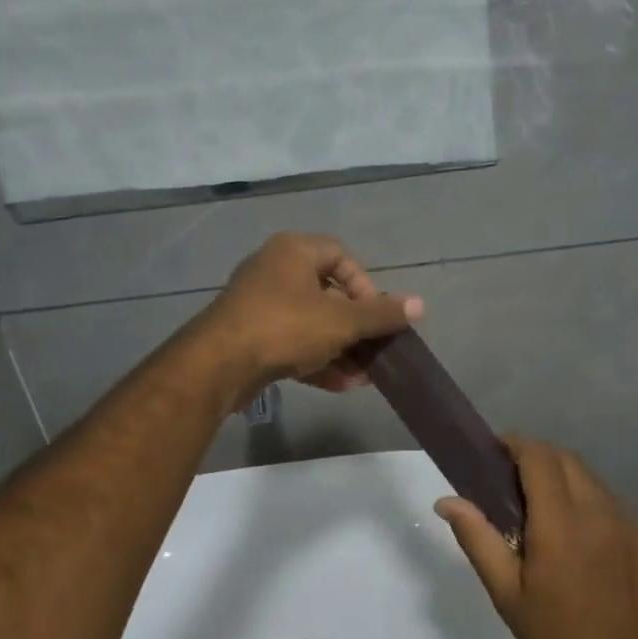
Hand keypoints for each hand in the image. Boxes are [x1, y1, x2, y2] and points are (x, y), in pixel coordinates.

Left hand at [196, 233, 421, 398]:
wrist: (217, 365)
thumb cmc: (284, 327)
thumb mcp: (341, 320)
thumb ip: (381, 314)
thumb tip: (420, 305)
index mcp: (293, 252)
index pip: (341, 256)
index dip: (365, 285)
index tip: (376, 315)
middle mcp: (274, 271)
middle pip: (328, 294)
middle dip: (356, 327)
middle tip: (375, 349)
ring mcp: (259, 306)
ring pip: (311, 324)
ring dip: (340, 349)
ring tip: (364, 376)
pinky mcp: (250, 337)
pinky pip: (292, 343)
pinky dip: (316, 361)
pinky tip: (341, 386)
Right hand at [436, 438, 637, 638]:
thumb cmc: (557, 636)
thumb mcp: (506, 593)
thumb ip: (477, 539)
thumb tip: (446, 501)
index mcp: (560, 522)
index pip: (539, 456)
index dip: (516, 445)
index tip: (497, 454)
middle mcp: (598, 510)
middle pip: (565, 459)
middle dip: (538, 459)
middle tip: (516, 484)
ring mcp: (630, 521)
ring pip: (591, 478)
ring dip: (566, 481)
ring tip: (549, 512)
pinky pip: (613, 503)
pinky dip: (592, 505)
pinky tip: (583, 539)